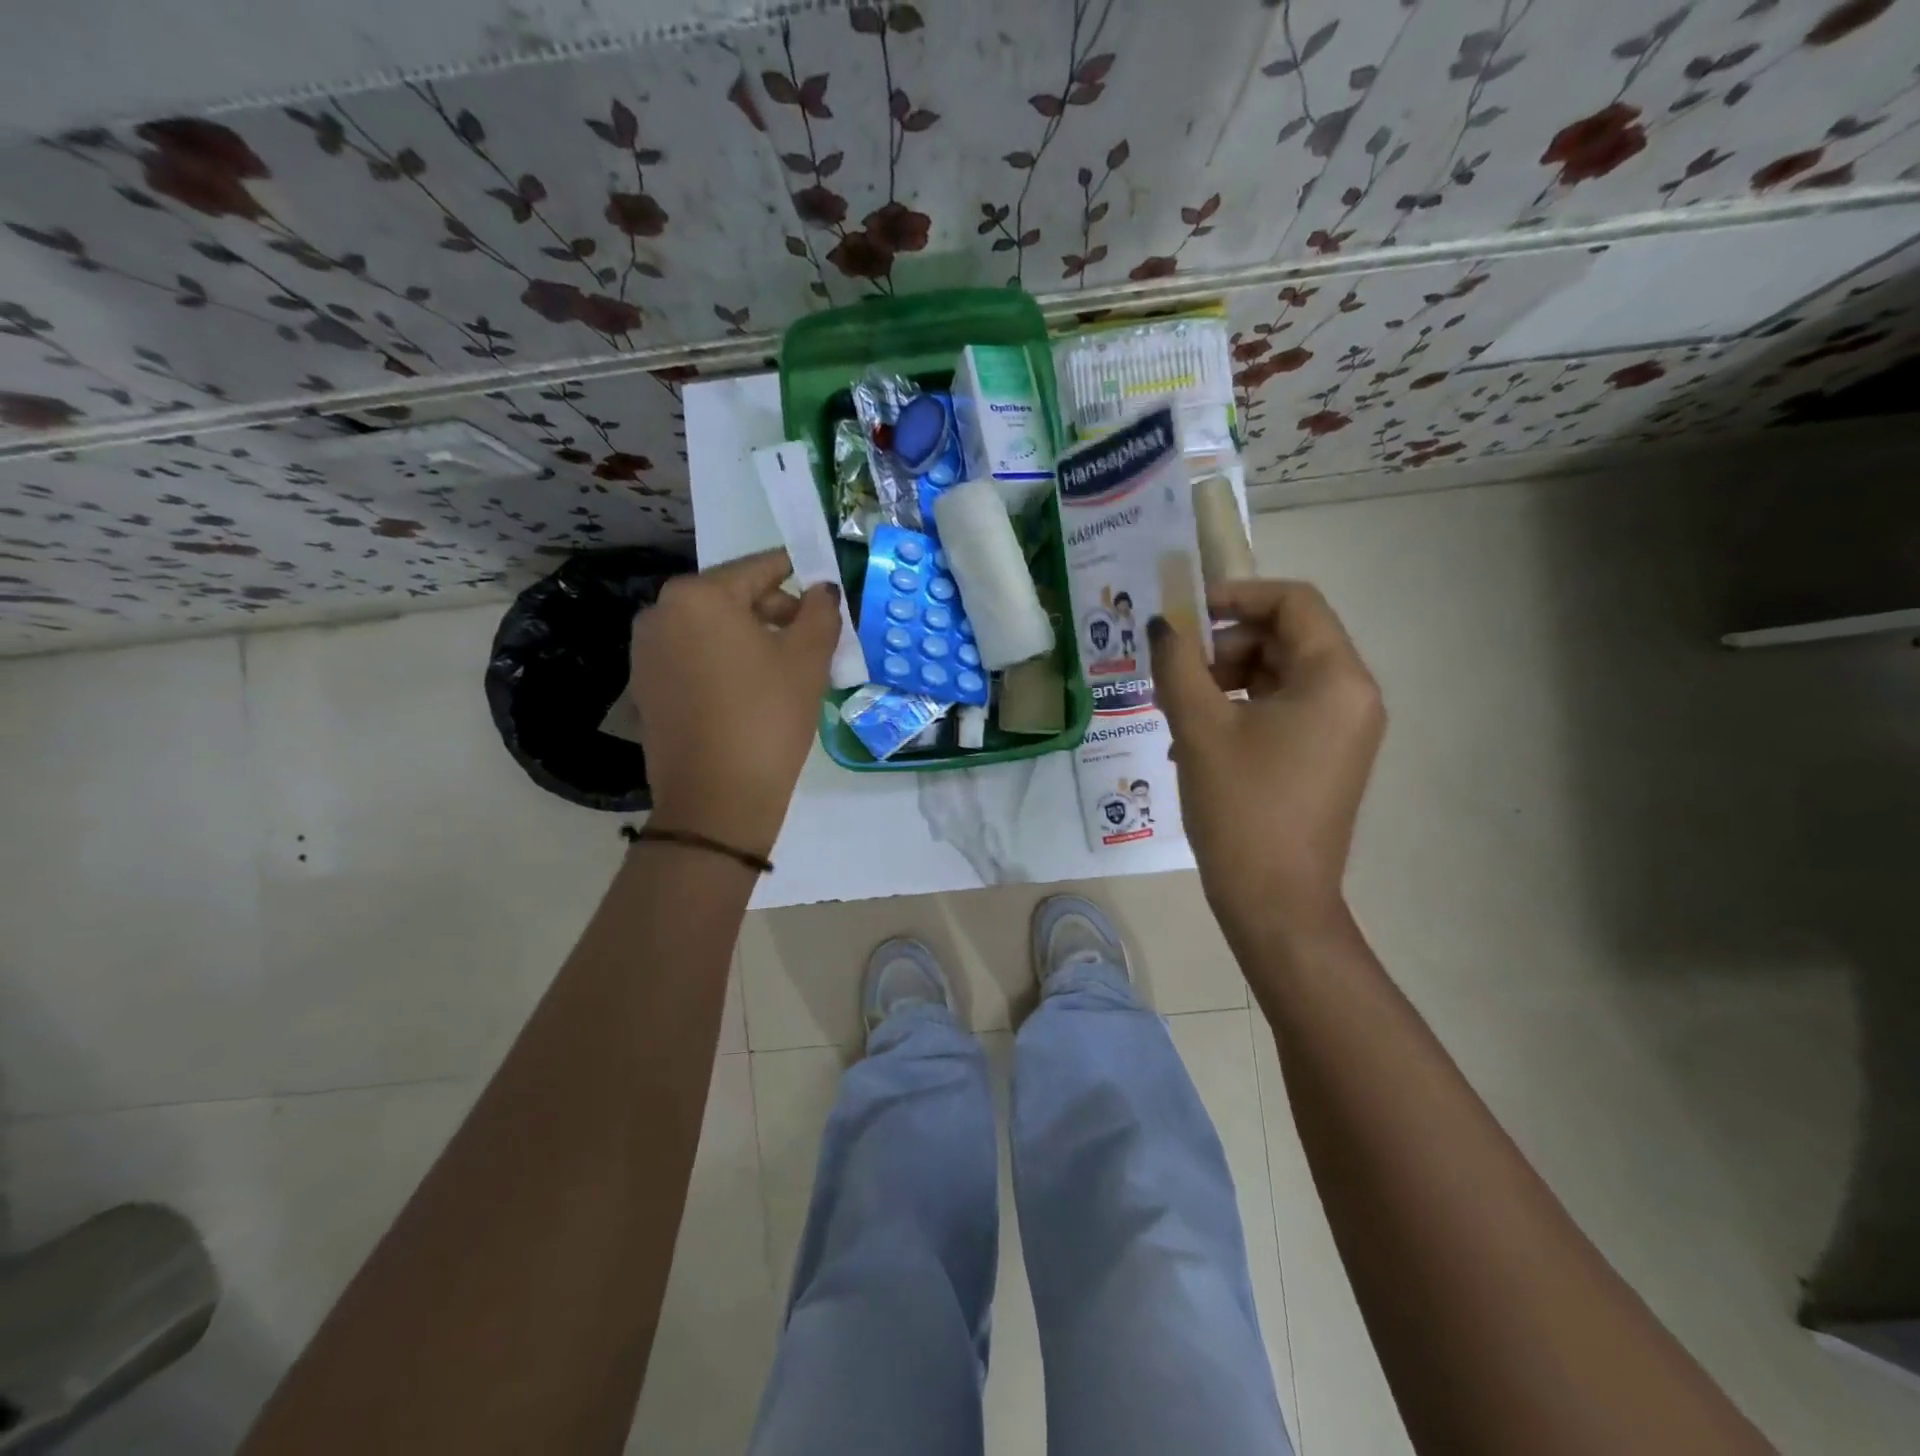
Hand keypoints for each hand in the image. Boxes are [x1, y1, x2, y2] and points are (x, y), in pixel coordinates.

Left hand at [629, 549, 839, 857]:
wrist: (716, 798)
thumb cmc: (768, 716)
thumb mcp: (808, 659)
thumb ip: (820, 612)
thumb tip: (822, 590)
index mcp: (699, 595)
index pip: (760, 568)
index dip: (798, 573)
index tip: (822, 586)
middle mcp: (661, 612)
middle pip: (732, 596)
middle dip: (775, 611)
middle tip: (812, 639)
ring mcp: (647, 651)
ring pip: (711, 628)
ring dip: (749, 637)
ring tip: (784, 669)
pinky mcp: (645, 686)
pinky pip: (693, 656)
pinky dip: (723, 661)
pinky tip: (750, 691)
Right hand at [1149, 580, 1384, 937]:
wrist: (1274, 902)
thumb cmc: (1241, 808)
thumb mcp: (1199, 729)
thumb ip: (1176, 665)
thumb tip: (1160, 626)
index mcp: (1335, 679)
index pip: (1293, 603)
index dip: (1236, 595)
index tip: (1184, 614)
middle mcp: (1351, 696)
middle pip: (1284, 638)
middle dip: (1223, 645)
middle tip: (1173, 669)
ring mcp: (1340, 730)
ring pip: (1278, 676)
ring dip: (1224, 680)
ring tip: (1177, 708)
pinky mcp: (1324, 758)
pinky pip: (1280, 711)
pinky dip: (1238, 710)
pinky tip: (1195, 740)